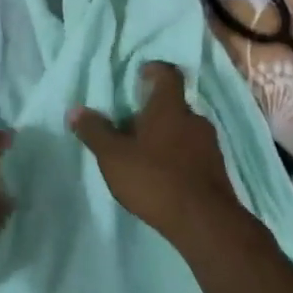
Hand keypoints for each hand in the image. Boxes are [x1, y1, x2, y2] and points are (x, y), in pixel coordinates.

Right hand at [70, 63, 240, 239]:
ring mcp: (209, 145)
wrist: (204, 222)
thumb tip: (75, 110)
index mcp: (170, 108)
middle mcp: (194, 119)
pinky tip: (162, 175)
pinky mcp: (217, 170)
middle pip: (174, 105)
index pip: (168, 74)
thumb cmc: (154, 179)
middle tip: (131, 123)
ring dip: (166, 135)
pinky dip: (178, 156)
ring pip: (184, 130)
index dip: (155, 70)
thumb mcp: (114, 156)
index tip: (140, 74)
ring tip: (144, 152)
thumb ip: (95, 132)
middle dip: (154, 111)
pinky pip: (193, 152)